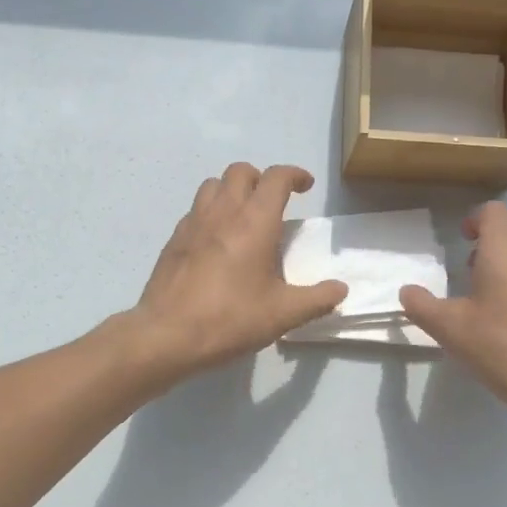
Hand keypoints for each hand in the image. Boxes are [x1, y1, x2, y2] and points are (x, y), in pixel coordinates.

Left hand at [126, 163, 346, 380]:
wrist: (167, 335)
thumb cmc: (230, 319)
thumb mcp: (283, 314)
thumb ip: (316, 299)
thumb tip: (340, 290)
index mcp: (254, 222)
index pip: (276, 178)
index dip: (294, 175)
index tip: (305, 186)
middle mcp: (223, 212)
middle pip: (240, 171)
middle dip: (261, 178)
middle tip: (273, 202)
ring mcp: (193, 223)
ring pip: (212, 185)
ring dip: (231, 190)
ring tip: (243, 216)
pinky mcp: (173, 240)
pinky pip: (195, 211)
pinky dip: (210, 213)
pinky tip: (216, 242)